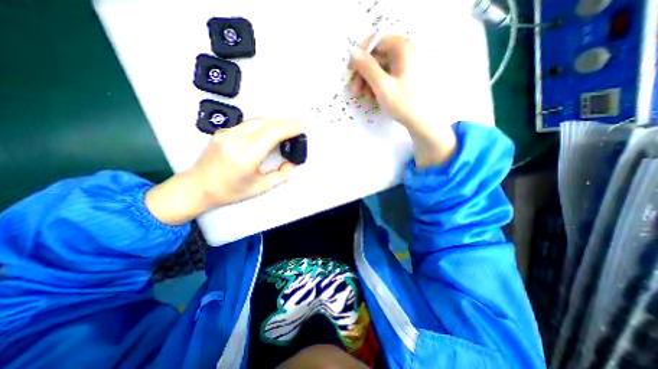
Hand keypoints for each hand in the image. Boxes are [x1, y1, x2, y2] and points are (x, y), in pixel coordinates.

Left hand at [145, 120, 303, 225]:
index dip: (290, 127)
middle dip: (286, 121)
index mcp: (245, 156)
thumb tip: (291, 164)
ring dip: (276, 121)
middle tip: (300, 123)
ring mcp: (227, 134)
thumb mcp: (259, 188)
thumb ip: (280, 176)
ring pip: (257, 120)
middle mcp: (235, 140)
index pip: (272, 133)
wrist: (197, 187)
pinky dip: (264, 123)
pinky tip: (271, 127)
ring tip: (289, 125)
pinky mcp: (224, 132)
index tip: (302, 126)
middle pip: (266, 123)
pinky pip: (249, 123)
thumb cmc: (226, 191)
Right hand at [349, 34, 458, 166]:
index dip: (361, 54)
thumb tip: (353, 52)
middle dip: (364, 73)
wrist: (422, 121)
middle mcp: (407, 52)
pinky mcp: (407, 77)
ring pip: (382, 68)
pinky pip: (388, 76)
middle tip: (356, 90)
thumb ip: (367, 67)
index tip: (351, 69)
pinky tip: (373, 97)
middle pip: (379, 56)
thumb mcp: (382, 85)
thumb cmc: (403, 102)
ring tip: (364, 96)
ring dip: (369, 81)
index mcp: (403, 48)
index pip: (377, 41)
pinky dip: (378, 85)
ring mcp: (408, 65)